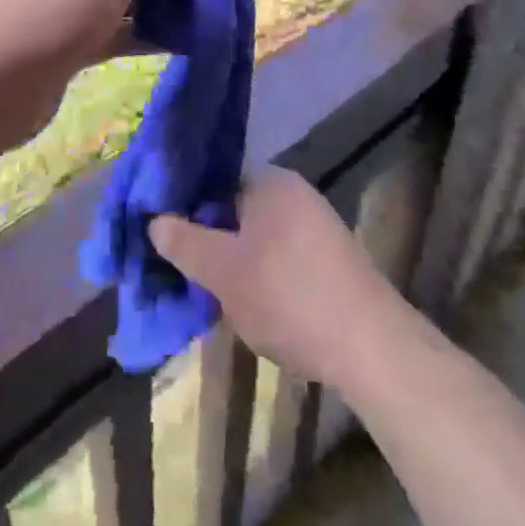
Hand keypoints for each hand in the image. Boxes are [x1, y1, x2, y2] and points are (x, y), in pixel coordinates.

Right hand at [150, 166, 409, 388]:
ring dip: (232, 260)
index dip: (185, 204)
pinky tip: (247, 304)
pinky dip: (259, 274)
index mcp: (270, 181)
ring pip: (257, 236)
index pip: (215, 179)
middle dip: (207, 237)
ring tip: (207, 292)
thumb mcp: (223, 272)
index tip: (161, 232)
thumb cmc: (287, 295)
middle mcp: (295, 193)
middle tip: (180, 268)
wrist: (369, 345)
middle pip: (235, 208)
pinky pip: (280, 256)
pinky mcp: (329, 259)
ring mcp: (316, 226)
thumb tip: (154, 220)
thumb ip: (185, 242)